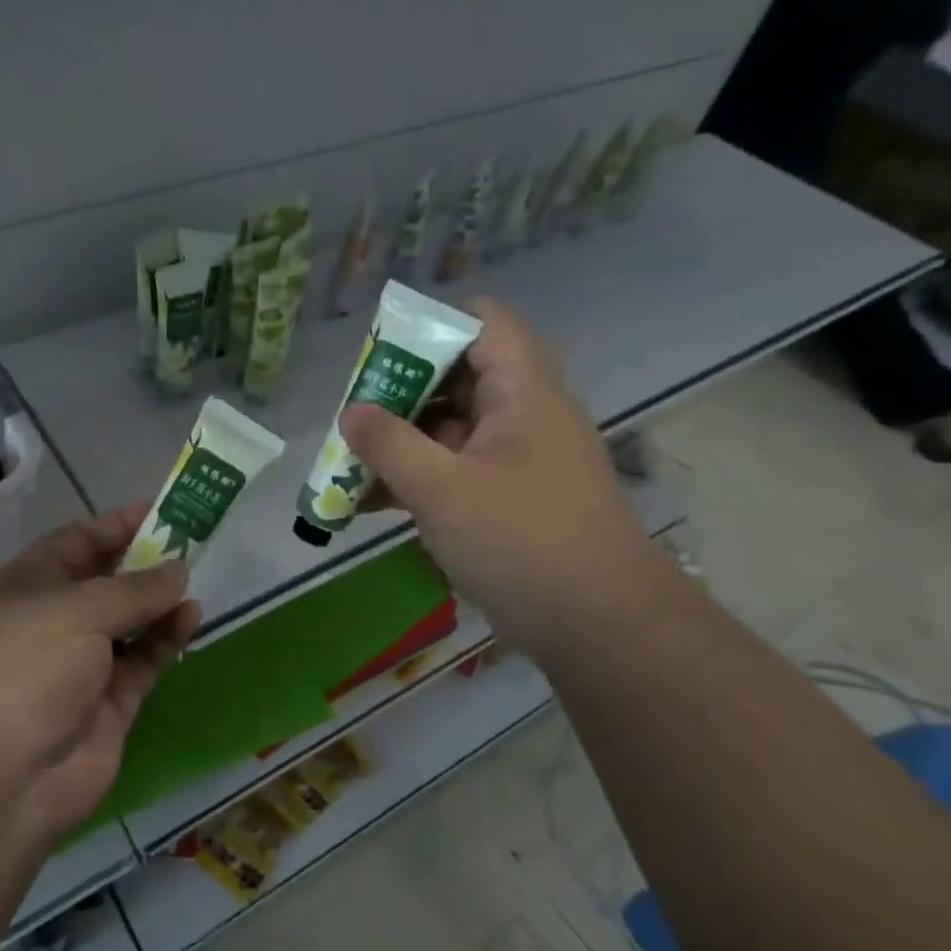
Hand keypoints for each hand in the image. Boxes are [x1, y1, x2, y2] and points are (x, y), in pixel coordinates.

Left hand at [0, 506, 202, 841]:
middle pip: (105, 582)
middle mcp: (52, 622)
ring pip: (129, 622)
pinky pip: (143, 661)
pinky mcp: (108, 704)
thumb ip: (134, 589)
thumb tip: (177, 570)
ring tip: (196, 578)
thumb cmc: (24, 669)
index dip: (115, 525)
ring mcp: (81, 665)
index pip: (75, 542)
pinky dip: (166, 638)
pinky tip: (190, 616)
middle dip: (144, 561)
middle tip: (192, 540)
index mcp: (26, 587)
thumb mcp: (76, 611)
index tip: (160, 509)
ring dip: (159, 600)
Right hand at [344, 297, 662, 660]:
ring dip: (401, 439)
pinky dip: (416, 477)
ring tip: (349, 459)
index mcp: (523, 392)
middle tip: (354, 412)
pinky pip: (454, 469)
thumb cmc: (523, 542)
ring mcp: (515, 459)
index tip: (380, 354)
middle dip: (401, 390)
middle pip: (458, 375)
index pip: (483, 322)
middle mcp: (523, 415)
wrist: (600, 628)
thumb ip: (389, 445)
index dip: (431, 323)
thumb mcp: (443, 490)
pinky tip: (370, 501)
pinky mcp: (507, 498)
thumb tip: (350, 412)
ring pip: (450, 428)